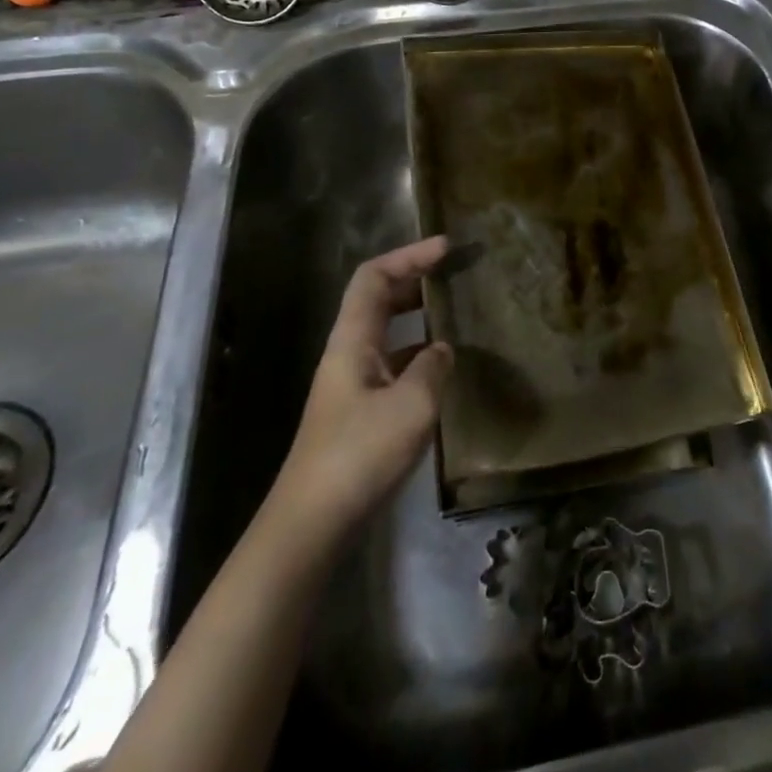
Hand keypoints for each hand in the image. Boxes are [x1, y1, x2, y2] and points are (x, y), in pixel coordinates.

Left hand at [271, 236, 453, 536]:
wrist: (312, 525)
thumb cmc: (359, 455)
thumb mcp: (412, 405)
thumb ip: (433, 367)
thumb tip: (442, 349)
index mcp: (353, 341)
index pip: (374, 277)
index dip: (409, 255)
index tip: (446, 247)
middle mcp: (349, 354)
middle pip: (379, 300)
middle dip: (416, 279)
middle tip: (456, 273)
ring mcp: (353, 385)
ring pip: (388, 333)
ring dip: (420, 316)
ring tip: (459, 315)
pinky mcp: (361, 414)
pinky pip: (394, 365)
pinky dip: (420, 354)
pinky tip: (446, 370)